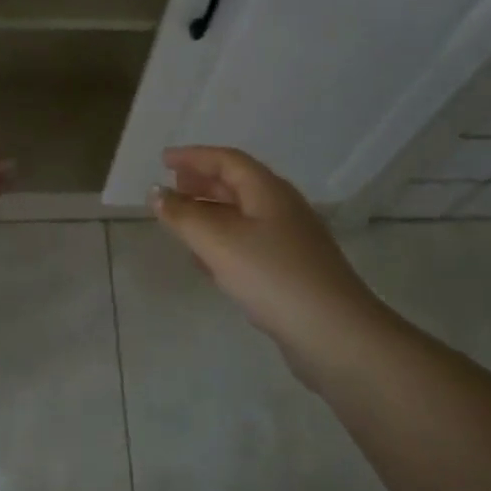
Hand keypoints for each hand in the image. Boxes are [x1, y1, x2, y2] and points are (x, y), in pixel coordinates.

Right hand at [151, 146, 394, 385]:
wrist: (334, 334)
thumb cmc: (272, 276)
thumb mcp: (217, 241)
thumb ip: (182, 215)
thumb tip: (156, 192)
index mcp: (268, 191)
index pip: (227, 160)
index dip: (193, 157)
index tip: (164, 159)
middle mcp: (282, 208)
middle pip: (237, 185)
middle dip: (202, 182)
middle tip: (172, 188)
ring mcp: (291, 241)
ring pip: (243, 216)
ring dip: (211, 213)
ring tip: (182, 222)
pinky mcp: (293, 271)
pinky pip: (250, 244)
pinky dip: (224, 242)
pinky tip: (208, 262)